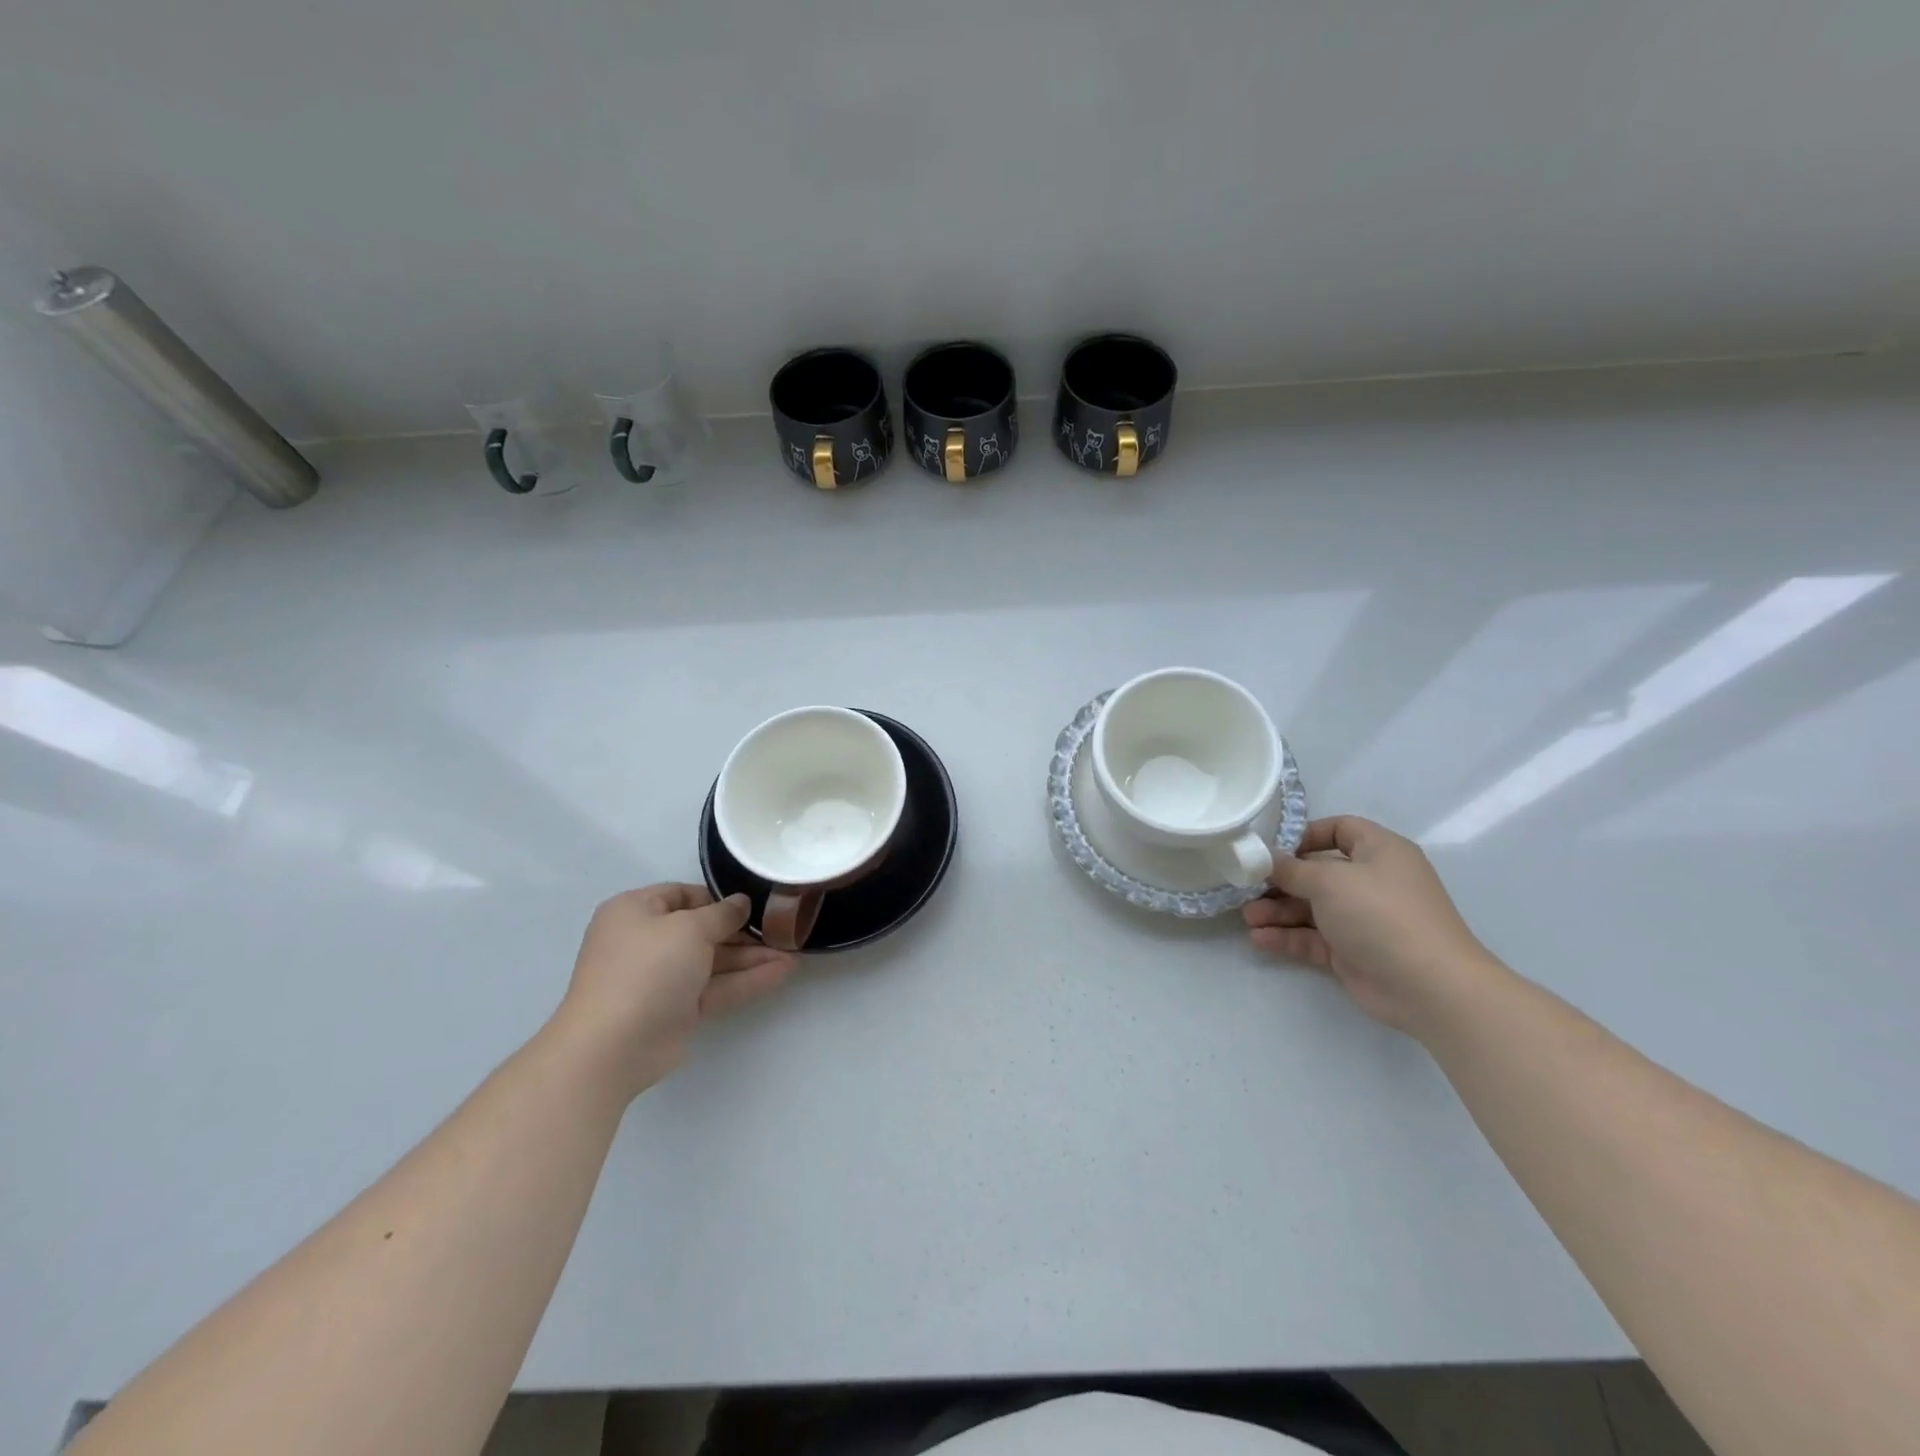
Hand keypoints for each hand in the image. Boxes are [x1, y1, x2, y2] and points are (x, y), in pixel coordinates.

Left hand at [550, 884, 795, 1099]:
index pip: (682, 895)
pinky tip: (782, 973)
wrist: (612, 1047)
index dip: (718, 898)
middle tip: (783, 929)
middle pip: (702, 929)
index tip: (753, 903)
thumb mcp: (688, 928)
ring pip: (714, 961)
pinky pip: (716, 987)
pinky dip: (747, 980)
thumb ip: (721, 914)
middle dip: (743, 932)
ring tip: (794, 953)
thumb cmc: (646, 969)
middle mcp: (647, 941)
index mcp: (636, 912)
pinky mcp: (677, 1009)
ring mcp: (662, 978)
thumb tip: (741, 903)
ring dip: (752, 957)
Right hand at [1242, 817, 1498, 1035]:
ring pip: (1311, 909)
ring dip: (1278, 912)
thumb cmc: (1381, 914)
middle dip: (1280, 881)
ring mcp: (1363, 920)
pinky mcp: (1353, 953)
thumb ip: (1291, 869)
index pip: (1340, 829)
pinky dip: (1287, 937)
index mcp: (1379, 852)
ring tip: (1247, 918)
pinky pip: (1313, 939)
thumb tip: (1266, 859)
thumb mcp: (1330, 881)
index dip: (1305, 835)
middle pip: (1317, 873)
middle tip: (1246, 887)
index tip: (1271, 849)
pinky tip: (1259, 939)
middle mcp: (1372, 882)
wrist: (1429, 987)